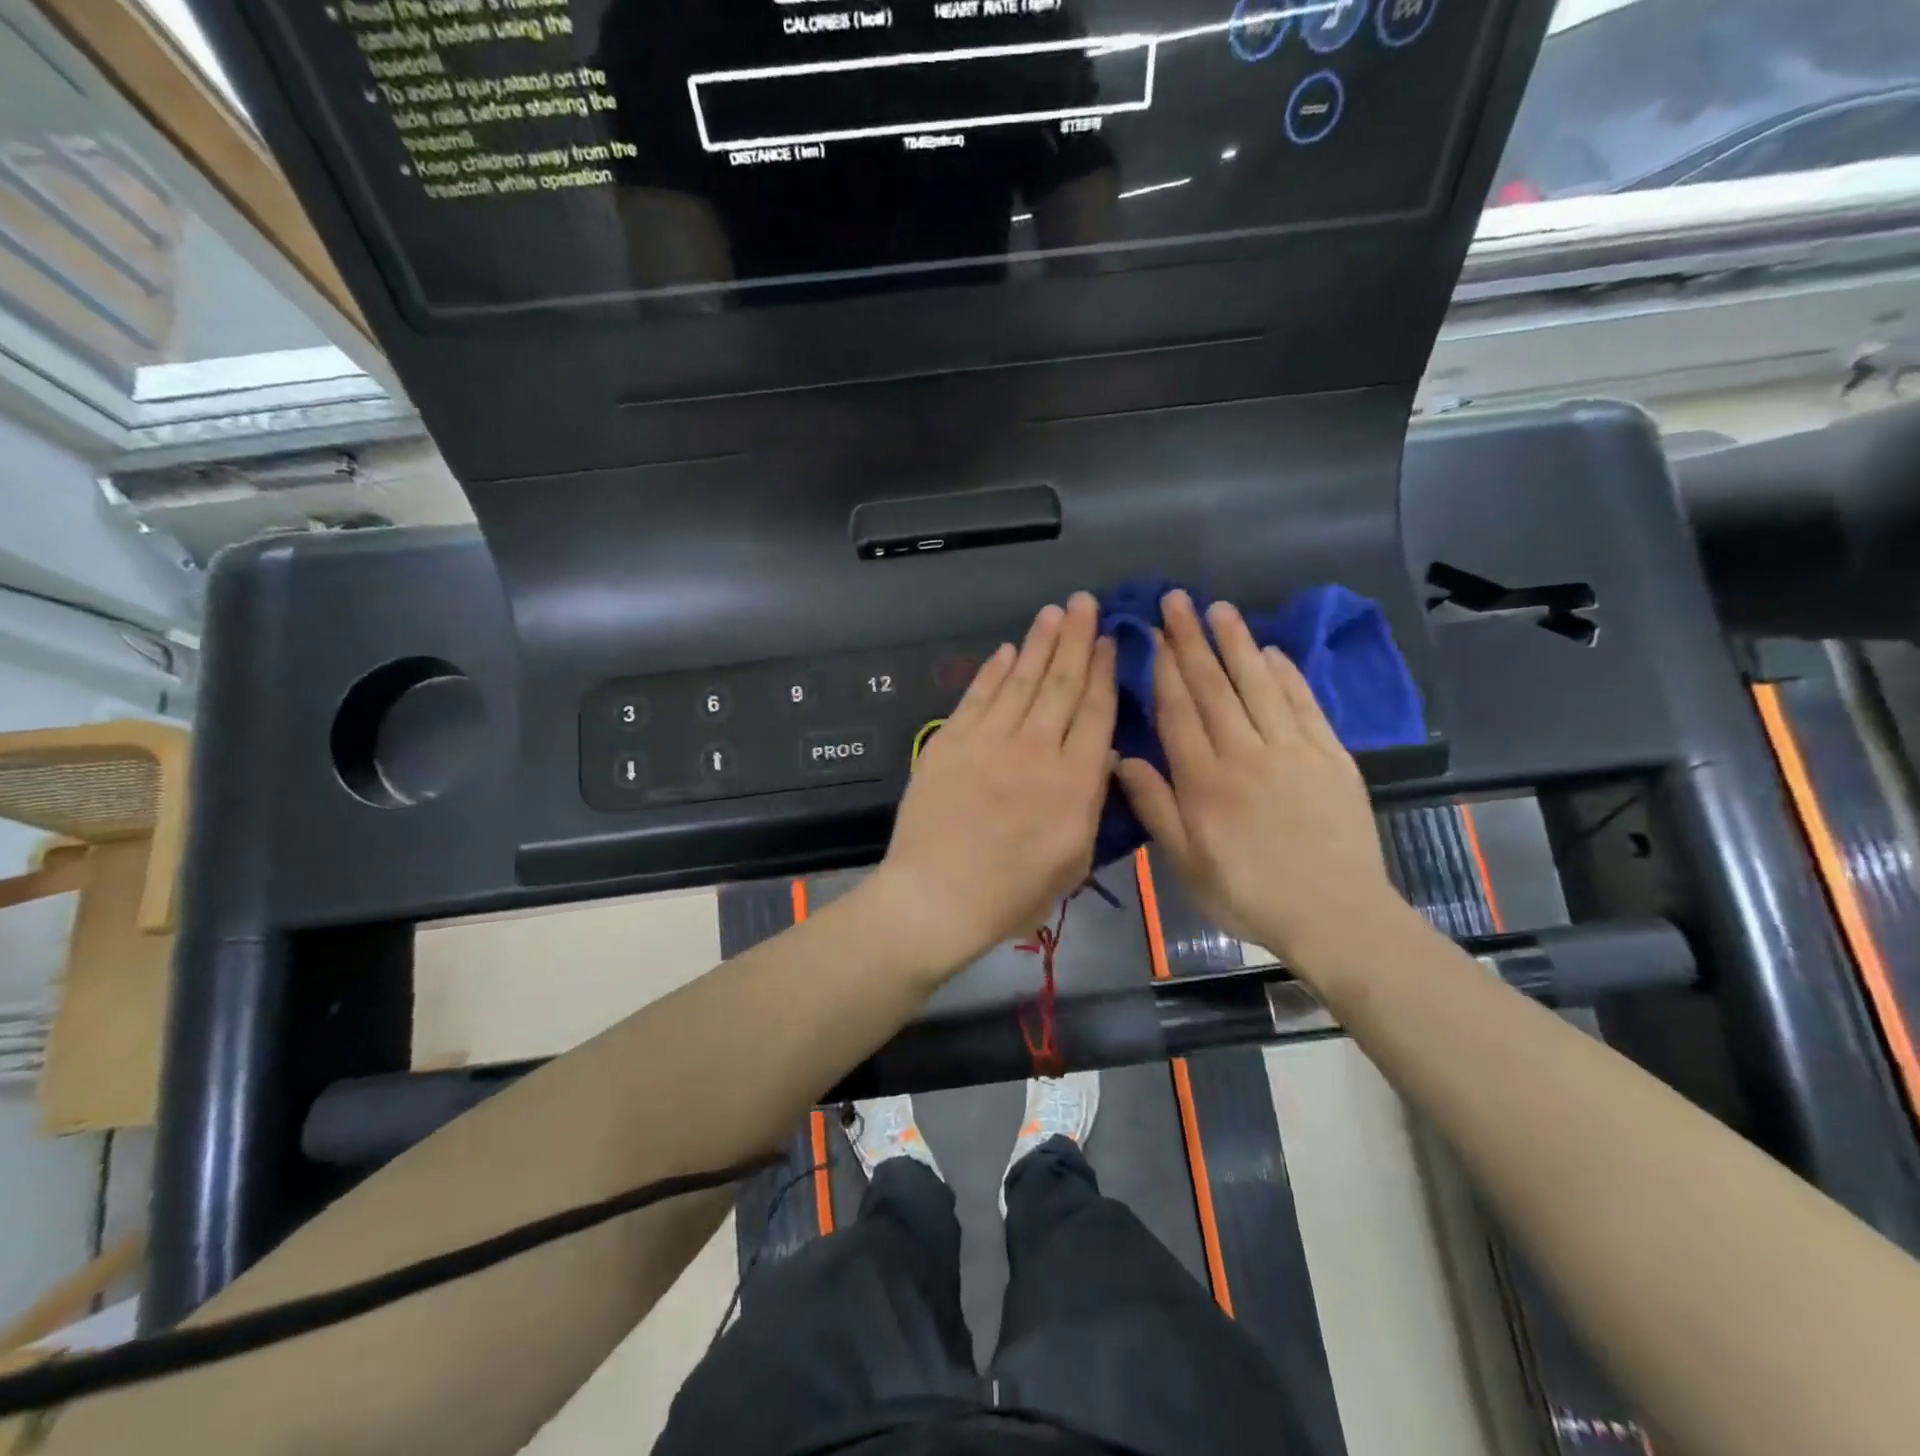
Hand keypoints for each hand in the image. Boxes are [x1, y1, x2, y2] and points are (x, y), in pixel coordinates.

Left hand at [864, 593, 1116, 983]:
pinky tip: (1007, 650)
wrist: (936, 897)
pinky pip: (977, 696)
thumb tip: (1103, 758)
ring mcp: (990, 740)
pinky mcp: (951, 741)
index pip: (1096, 711)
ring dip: (1039, 642)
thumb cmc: (1012, 894)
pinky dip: (993, 670)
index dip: (1105, 671)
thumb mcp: (1075, 861)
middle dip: (1077, 639)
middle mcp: (1036, 748)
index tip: (1111, 640)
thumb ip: (1091, 805)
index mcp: (1075, 781)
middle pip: (1062, 683)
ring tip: (1054, 612)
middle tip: (1085, 603)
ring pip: (1022, 680)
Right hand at [1114, 590, 1404, 980]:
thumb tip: (1122, 758)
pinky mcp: (1330, 756)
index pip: (1179, 712)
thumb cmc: (1248, 895)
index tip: (1153, 634)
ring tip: (1220, 608)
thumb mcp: (1186, 863)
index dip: (1164, 670)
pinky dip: (1286, 674)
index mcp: (1204, 782)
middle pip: (1214, 687)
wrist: (1336, 916)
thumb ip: (1155, 808)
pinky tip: (1270, 651)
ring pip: (1258, 685)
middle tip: (1178, 600)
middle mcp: (1245, 754)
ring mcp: (1292, 751)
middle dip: (1192, 640)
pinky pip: (1304, 704)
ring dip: (1237, 643)